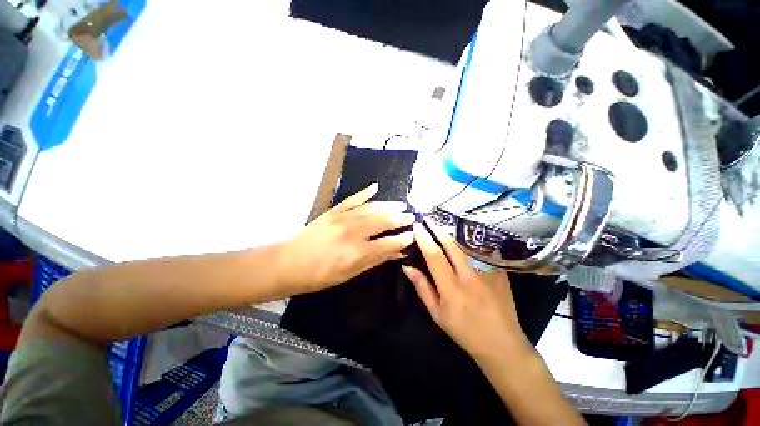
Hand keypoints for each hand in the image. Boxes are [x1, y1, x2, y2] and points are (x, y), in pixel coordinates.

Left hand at [279, 183, 413, 294]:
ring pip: (371, 208)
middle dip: (400, 218)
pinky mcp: (333, 211)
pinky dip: (364, 193)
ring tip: (401, 204)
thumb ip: (375, 260)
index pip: (388, 242)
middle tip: (411, 216)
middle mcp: (352, 232)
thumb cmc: (320, 275)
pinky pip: (352, 199)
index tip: (413, 234)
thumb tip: (396, 252)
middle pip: (383, 221)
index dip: (403, 238)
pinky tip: (375, 187)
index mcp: (357, 252)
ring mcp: (342, 218)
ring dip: (388, 205)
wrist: (288, 263)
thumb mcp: (350, 274)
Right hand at [402, 222, 530, 362]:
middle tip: (428, 219)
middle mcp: (469, 276)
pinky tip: (463, 239)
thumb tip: (407, 267)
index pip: (434, 255)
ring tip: (442, 226)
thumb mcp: (437, 314)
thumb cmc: (464, 331)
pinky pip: (480, 252)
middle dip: (437, 229)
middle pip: (451, 244)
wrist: (502, 343)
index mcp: (451, 288)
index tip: (417, 226)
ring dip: (452, 234)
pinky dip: (468, 243)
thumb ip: (422, 287)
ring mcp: (487, 272)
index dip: (424, 238)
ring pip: (466, 245)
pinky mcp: (500, 271)